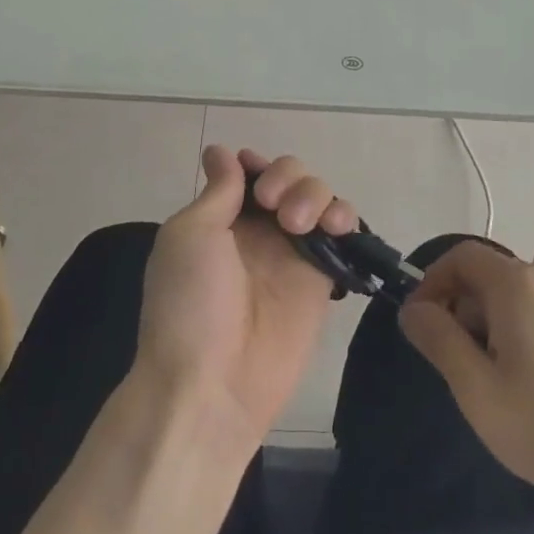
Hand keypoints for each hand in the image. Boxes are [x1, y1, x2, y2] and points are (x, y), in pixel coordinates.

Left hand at [135, 145, 359, 446]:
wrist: (212, 382)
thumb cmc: (189, 303)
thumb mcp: (190, 235)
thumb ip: (219, 191)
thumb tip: (222, 151)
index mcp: (221, 218)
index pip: (250, 172)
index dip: (257, 164)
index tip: (254, 175)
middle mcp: (259, 230)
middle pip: (289, 176)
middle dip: (287, 176)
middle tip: (272, 205)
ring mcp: (293, 252)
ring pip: (318, 196)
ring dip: (314, 192)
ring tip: (299, 223)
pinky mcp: (323, 277)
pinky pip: (342, 233)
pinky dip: (344, 215)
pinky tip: (335, 225)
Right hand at [398, 241, 533, 531]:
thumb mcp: (480, 393)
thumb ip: (440, 341)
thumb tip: (413, 309)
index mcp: (517, 285)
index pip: (461, 255)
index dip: (432, 282)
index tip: (422, 326)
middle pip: (489, 277)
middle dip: (463, 311)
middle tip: (460, 368)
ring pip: (518, 299)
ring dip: (493, 328)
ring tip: (499, 386)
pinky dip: (525, 336)